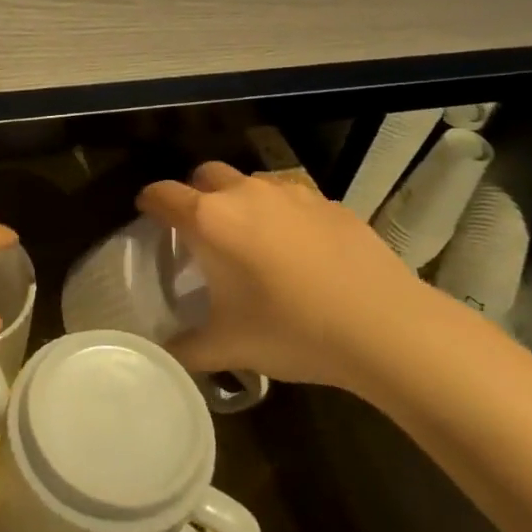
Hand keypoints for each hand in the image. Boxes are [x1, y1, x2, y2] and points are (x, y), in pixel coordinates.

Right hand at [138, 163, 440, 392]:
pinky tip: (299, 251)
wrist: (385, 326)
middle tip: (200, 231)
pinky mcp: (330, 203)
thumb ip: (185, 350)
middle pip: (205, 174)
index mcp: (211, 220)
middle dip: (195, 194)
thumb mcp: (229, 347)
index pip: (162, 194)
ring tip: (251, 240)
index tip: (146, 216)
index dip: (148, 202)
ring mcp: (292, 193)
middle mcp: (245, 193)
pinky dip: (282, 214)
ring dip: (240, 200)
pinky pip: (292, 199)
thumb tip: (161, 356)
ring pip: (251, 182)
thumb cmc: (292, 330)